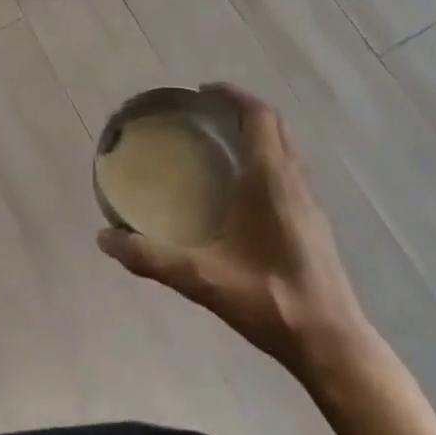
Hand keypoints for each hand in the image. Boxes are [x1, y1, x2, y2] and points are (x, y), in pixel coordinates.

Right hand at [98, 85, 369, 381]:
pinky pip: (291, 169)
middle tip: (207, 113)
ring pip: (287, 147)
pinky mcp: (315, 222)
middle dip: (243, 109)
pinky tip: (245, 188)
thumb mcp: (203, 280)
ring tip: (223, 142)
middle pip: (275, 124)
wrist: (331, 343)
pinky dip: (269, 157)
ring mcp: (310, 201)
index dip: (233, 96)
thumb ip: (152, 258)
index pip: (258, 116)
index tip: (203, 92)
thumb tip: (104, 239)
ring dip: (259, 132)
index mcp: (271, 179)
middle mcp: (294, 180)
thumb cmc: (270, 301)